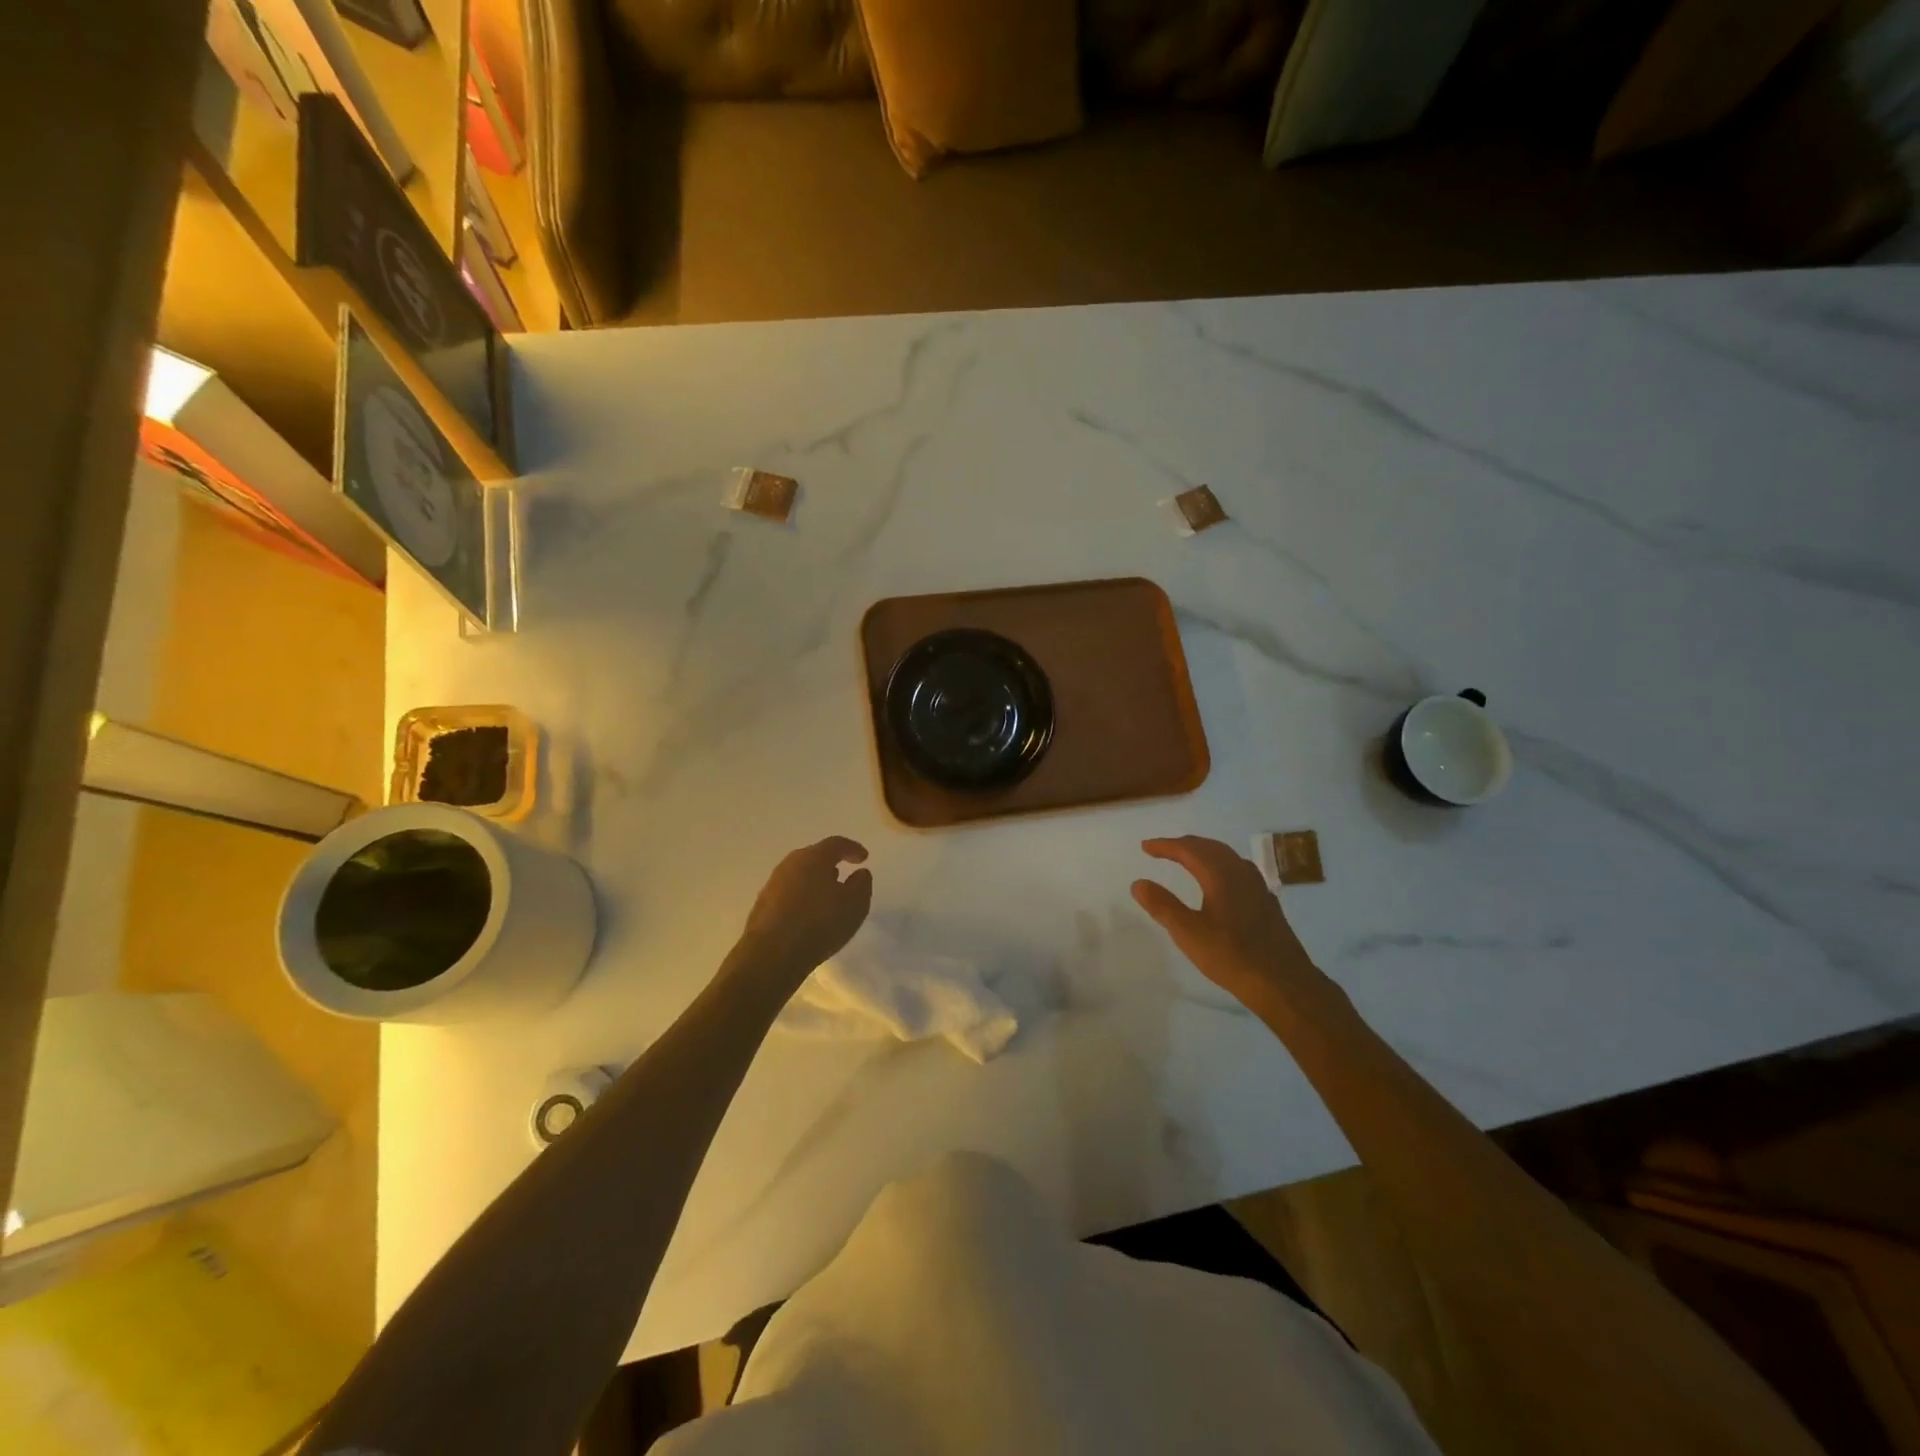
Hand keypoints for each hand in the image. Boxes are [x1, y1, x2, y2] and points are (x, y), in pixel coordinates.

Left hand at [736, 837, 872, 986]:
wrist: (771, 955)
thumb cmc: (819, 924)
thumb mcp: (855, 905)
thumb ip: (861, 884)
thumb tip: (859, 873)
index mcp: (814, 857)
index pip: (836, 844)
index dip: (852, 849)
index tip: (864, 858)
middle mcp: (790, 864)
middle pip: (814, 857)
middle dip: (831, 864)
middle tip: (844, 875)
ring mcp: (773, 884)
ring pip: (799, 875)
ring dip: (815, 881)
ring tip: (827, 897)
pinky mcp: (762, 905)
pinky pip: (788, 893)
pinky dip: (802, 898)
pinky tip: (809, 914)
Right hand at [1131, 837, 1323, 1013]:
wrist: (1282, 983)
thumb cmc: (1231, 956)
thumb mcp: (1188, 933)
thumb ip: (1162, 905)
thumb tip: (1139, 883)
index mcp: (1221, 875)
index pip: (1189, 849)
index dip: (1165, 846)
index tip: (1145, 847)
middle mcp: (1241, 873)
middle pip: (1210, 847)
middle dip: (1184, 845)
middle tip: (1163, 849)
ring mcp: (1258, 887)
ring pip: (1227, 857)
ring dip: (1203, 853)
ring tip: (1187, 859)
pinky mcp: (1266, 902)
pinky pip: (1239, 870)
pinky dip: (1220, 866)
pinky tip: (1220, 882)